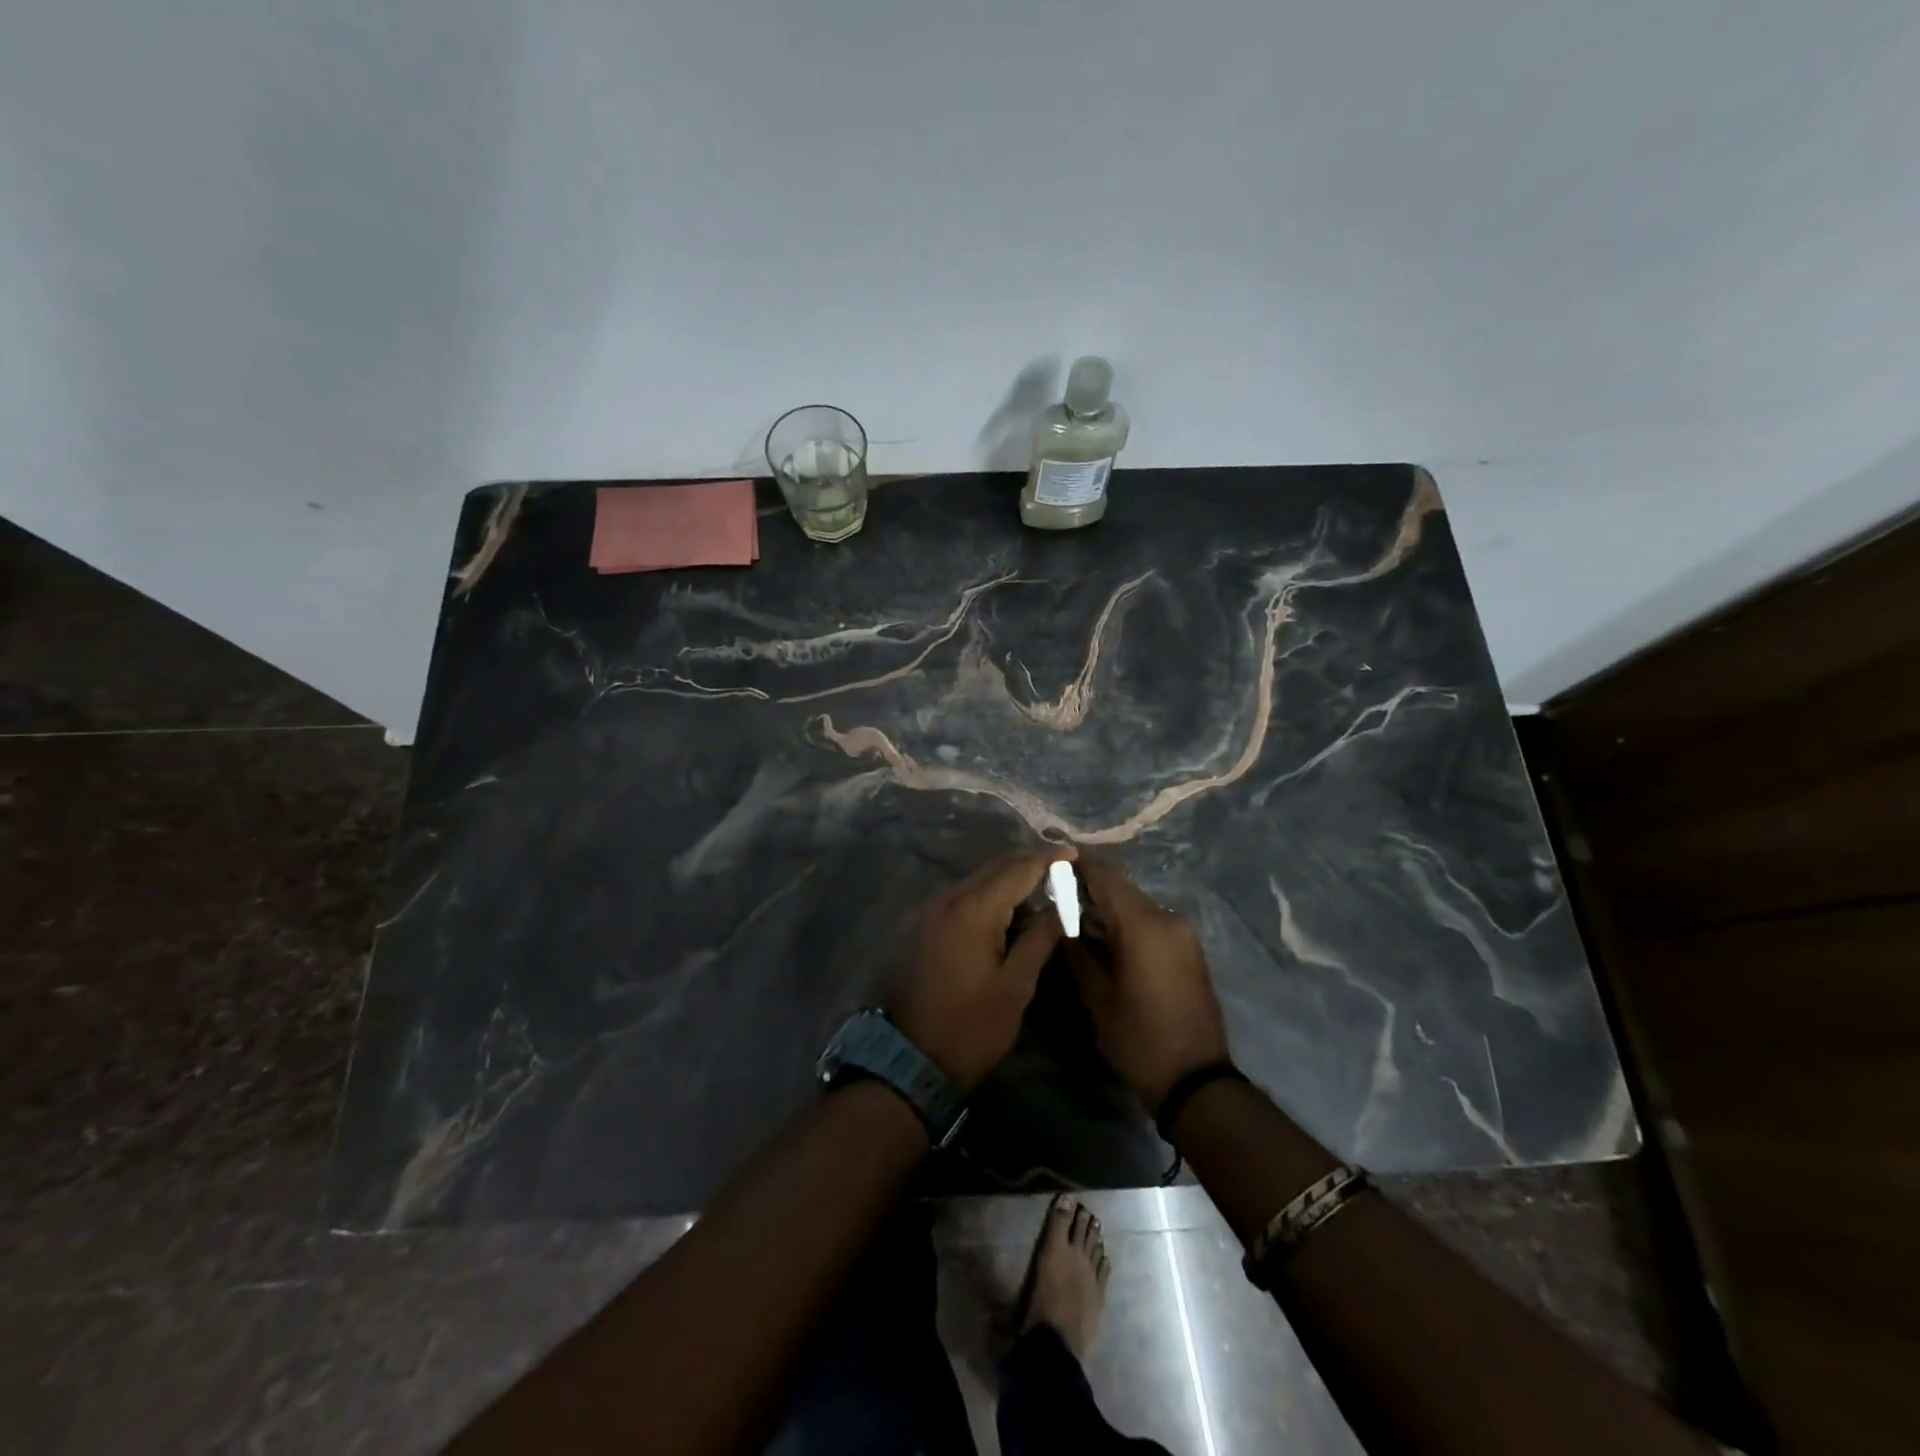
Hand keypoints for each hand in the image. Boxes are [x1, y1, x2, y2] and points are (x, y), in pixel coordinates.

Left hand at [889, 846, 1073, 1092]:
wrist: (914, 1059)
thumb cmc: (972, 1027)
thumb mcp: (1015, 986)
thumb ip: (1038, 940)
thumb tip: (1058, 909)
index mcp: (972, 911)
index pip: (1016, 870)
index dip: (1046, 859)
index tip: (1074, 853)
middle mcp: (948, 900)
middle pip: (995, 868)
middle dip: (1029, 862)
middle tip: (1062, 866)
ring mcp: (933, 911)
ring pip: (978, 880)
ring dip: (1010, 877)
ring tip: (1044, 884)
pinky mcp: (927, 925)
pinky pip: (965, 896)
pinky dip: (991, 894)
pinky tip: (1012, 907)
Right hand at [1068, 859, 1229, 1114]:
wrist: (1196, 1080)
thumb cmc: (1139, 1038)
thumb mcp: (1097, 997)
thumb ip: (1076, 952)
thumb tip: (1059, 924)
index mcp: (1143, 924)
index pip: (1106, 877)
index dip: (1078, 863)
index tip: (1052, 856)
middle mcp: (1167, 918)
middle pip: (1122, 889)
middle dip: (1090, 887)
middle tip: (1056, 891)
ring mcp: (1182, 933)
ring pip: (1136, 905)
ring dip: (1109, 907)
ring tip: (1075, 915)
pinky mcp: (1189, 948)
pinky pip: (1151, 922)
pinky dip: (1127, 922)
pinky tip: (1106, 937)